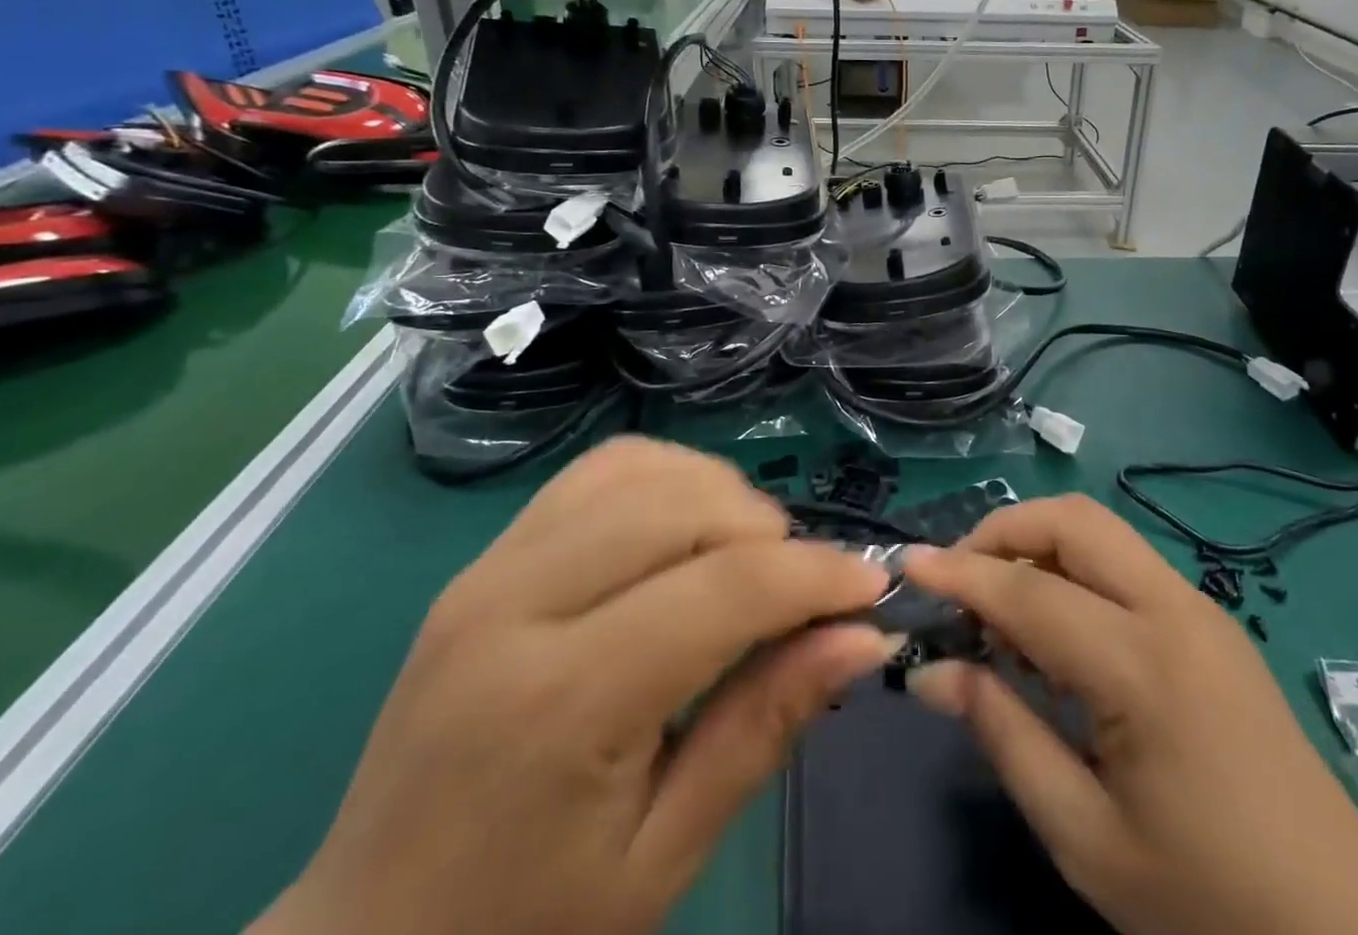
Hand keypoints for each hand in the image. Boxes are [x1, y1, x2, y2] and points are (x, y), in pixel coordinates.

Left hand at [253, 437, 897, 934]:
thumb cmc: (523, 933)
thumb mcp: (662, 858)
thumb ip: (764, 726)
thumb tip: (863, 636)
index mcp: (562, 701)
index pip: (723, 588)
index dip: (815, 575)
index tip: (872, 588)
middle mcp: (518, 604)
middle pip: (684, 505)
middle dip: (770, 533)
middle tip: (802, 592)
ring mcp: (490, 567)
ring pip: (643, 469)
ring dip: (719, 496)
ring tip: (745, 559)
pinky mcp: (485, 557)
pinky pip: (597, 473)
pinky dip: (663, 480)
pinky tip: (682, 533)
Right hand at [904, 497, 1357, 934]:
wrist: (1347, 930)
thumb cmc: (1208, 899)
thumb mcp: (1086, 838)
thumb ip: (1004, 736)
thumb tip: (933, 672)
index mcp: (1143, 665)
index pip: (1029, 593)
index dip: (961, 575)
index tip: (908, 566)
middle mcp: (1173, 609)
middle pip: (1073, 520)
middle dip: (1004, 531)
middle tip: (959, 581)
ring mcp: (1199, 607)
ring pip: (1100, 530)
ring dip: (1038, 545)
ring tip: (999, 607)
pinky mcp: (1210, 620)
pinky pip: (1124, 563)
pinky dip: (1073, 569)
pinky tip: (1055, 629)